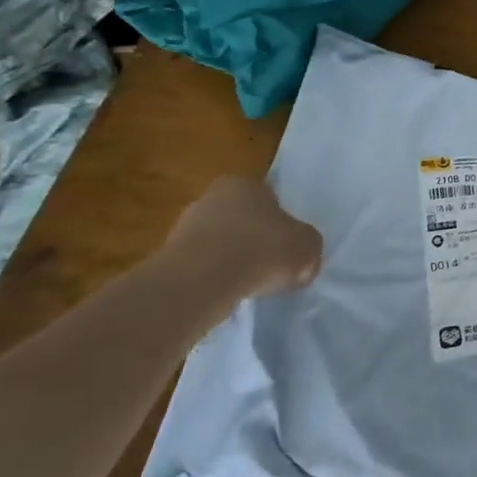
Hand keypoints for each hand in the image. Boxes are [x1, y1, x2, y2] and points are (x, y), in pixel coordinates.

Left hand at [162, 177, 323, 298]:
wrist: (202, 282)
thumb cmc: (262, 250)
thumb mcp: (308, 246)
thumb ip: (308, 248)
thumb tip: (302, 263)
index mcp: (243, 183)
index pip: (269, 200)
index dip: (282, 224)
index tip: (289, 247)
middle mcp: (210, 198)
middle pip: (242, 220)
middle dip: (256, 241)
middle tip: (273, 266)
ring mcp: (184, 228)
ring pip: (221, 244)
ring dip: (234, 261)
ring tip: (250, 285)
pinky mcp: (168, 259)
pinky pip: (203, 267)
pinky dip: (216, 278)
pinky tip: (228, 293)